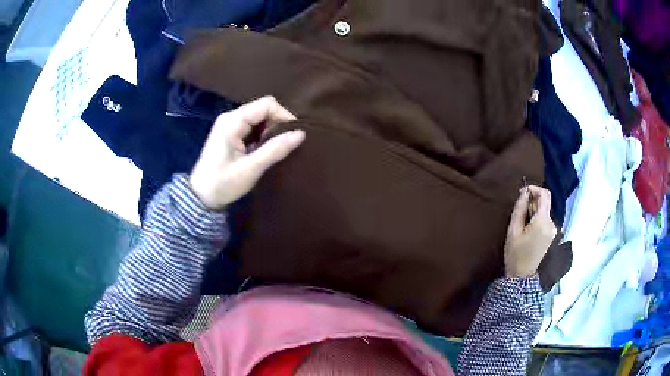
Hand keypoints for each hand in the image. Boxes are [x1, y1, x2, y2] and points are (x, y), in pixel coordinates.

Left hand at [189, 96, 304, 209]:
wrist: (200, 197)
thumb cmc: (223, 184)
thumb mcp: (250, 169)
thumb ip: (275, 150)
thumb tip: (301, 134)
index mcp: (232, 121)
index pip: (266, 105)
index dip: (284, 116)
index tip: (294, 135)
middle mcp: (230, 117)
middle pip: (263, 108)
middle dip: (278, 123)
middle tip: (284, 144)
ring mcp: (229, 123)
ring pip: (259, 116)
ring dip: (271, 130)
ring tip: (274, 149)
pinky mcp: (230, 132)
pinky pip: (252, 125)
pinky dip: (262, 134)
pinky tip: (263, 149)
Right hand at [504, 185, 556, 277]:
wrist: (521, 276)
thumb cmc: (515, 253)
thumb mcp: (513, 230)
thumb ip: (520, 208)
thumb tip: (524, 192)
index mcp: (543, 222)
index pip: (544, 195)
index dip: (534, 188)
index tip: (522, 192)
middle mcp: (551, 224)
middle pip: (544, 202)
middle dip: (532, 201)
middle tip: (518, 210)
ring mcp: (553, 230)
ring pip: (544, 210)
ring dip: (533, 210)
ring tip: (521, 221)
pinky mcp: (551, 234)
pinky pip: (544, 219)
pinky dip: (536, 217)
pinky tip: (527, 227)